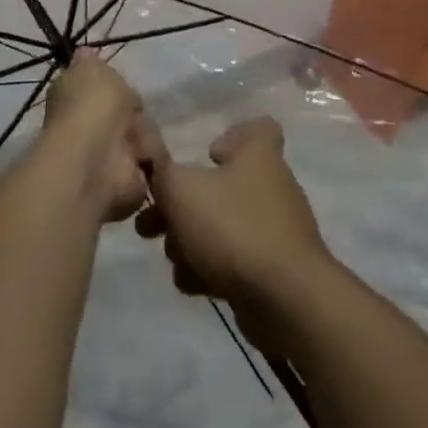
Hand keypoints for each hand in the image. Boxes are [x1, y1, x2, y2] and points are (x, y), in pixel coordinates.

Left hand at [41, 54, 148, 222]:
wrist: (98, 158)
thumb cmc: (91, 107)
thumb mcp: (90, 69)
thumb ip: (90, 61)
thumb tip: (84, 52)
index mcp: (76, 100)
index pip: (105, 89)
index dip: (117, 87)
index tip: (121, 87)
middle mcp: (91, 127)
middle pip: (131, 112)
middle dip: (137, 114)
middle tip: (132, 114)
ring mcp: (111, 155)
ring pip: (145, 136)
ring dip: (145, 137)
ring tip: (135, 141)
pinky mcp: (131, 179)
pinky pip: (153, 161)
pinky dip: (151, 159)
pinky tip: (141, 158)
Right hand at [133, 118, 334, 313]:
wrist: (286, 299)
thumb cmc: (232, 227)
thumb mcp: (181, 190)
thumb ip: (157, 165)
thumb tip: (141, 131)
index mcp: (258, 156)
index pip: (259, 128)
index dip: (232, 135)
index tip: (206, 154)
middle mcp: (271, 186)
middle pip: (222, 185)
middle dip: (181, 205)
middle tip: (151, 223)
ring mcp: (274, 230)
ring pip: (222, 226)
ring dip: (190, 241)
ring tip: (172, 257)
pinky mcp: (273, 269)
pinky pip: (233, 260)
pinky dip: (210, 268)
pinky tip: (193, 283)